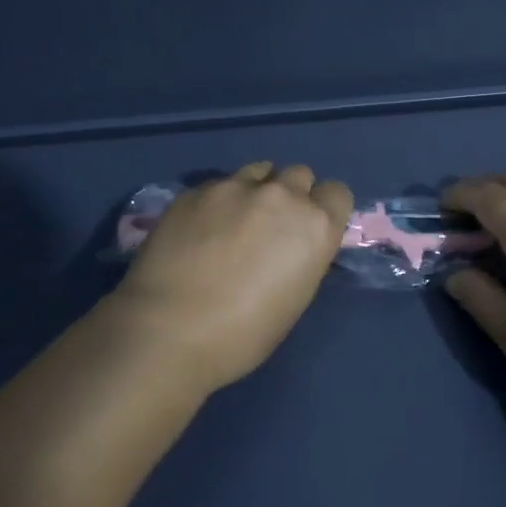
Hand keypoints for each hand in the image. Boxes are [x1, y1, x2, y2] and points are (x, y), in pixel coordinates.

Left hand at [112, 162, 353, 393]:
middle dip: (290, 196)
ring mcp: (234, 186)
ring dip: (255, 191)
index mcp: (314, 226)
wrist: (168, 330)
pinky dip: (216, 203)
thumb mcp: (293, 300)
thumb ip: (301, 257)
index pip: (337, 193)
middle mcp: (280, 195)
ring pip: (258, 172)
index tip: (308, 231)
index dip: (324, 210)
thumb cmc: (242, 335)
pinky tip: (197, 232)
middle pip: (299, 175)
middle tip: (270, 228)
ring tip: (233, 223)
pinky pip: (218, 185)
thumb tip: (290, 247)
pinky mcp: (195, 189)